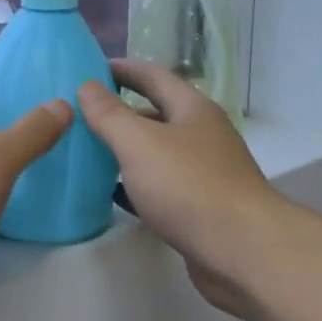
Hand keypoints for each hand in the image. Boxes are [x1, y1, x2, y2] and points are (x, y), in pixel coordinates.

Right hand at [78, 62, 283, 302]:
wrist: (242, 251)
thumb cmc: (188, 186)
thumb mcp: (139, 143)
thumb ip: (110, 114)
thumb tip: (87, 85)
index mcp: (192, 109)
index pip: (153, 76)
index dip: (122, 69)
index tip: (89, 69)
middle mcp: (202, 135)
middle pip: (156, 114)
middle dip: (120, 112)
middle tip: (79, 114)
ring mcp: (204, 172)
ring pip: (157, 152)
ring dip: (126, 150)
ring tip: (87, 151)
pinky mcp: (201, 207)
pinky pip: (161, 186)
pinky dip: (135, 185)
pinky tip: (111, 193)